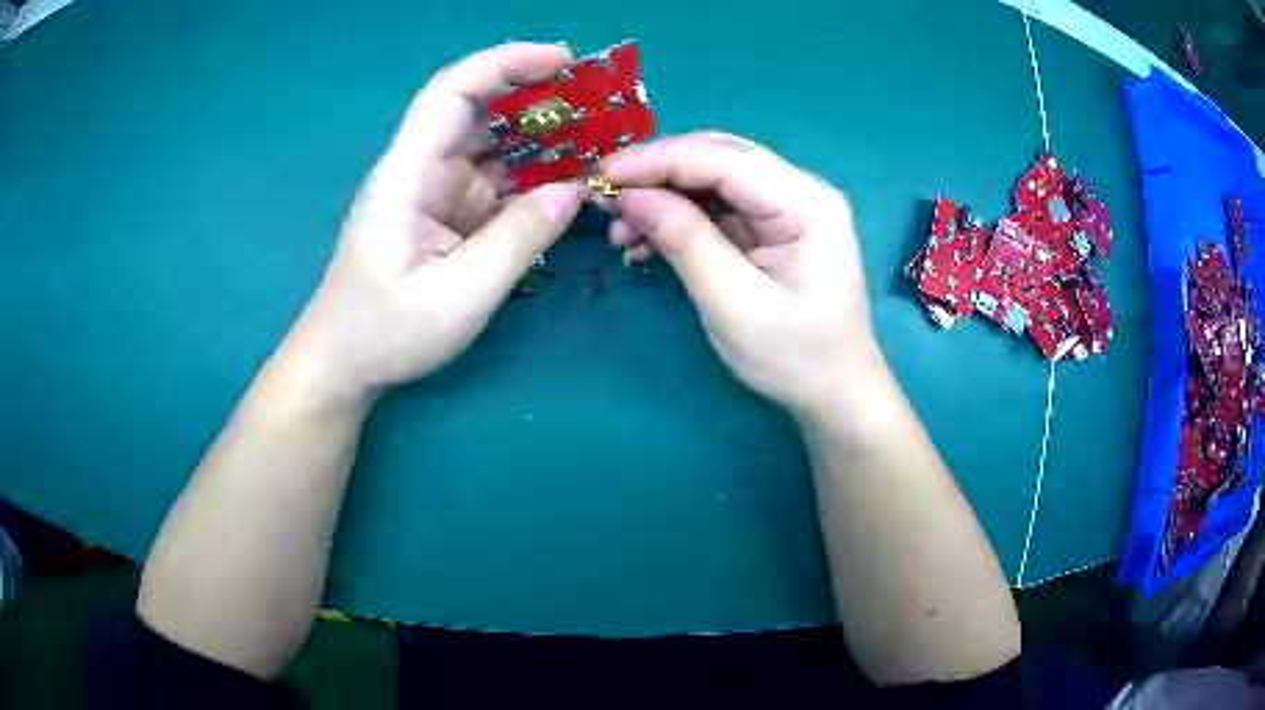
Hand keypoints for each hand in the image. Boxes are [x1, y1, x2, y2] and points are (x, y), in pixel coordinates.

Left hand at [283, 43, 583, 398]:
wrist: (343, 364)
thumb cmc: (386, 333)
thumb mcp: (460, 296)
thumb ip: (520, 239)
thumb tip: (575, 191)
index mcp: (407, 174)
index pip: (453, 92)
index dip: (506, 63)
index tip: (563, 59)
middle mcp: (419, 169)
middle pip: (478, 110)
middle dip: (537, 97)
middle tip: (598, 104)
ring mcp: (433, 191)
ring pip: (491, 145)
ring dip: (541, 138)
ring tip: (597, 140)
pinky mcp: (444, 213)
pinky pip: (494, 181)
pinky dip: (531, 177)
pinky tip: (568, 181)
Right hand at [601, 133, 880, 417]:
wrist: (834, 393)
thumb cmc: (796, 358)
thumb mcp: (737, 306)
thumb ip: (686, 243)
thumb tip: (631, 196)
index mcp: (807, 203)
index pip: (725, 159)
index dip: (659, 161)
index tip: (602, 176)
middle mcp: (798, 191)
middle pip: (716, 159)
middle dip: (655, 173)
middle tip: (601, 195)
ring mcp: (783, 207)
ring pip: (709, 180)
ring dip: (661, 197)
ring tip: (619, 230)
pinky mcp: (767, 227)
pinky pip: (713, 208)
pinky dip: (675, 219)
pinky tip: (643, 242)